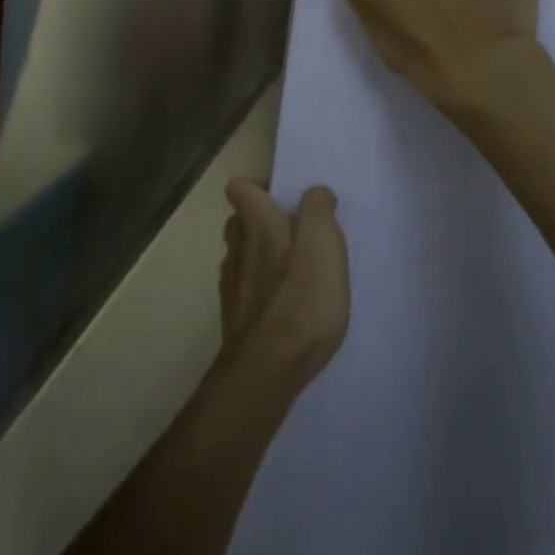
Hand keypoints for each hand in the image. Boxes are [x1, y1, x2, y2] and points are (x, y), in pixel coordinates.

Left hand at [219, 180, 349, 386]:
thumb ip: (318, 210)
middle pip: (239, 221)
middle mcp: (236, 246)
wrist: (269, 367)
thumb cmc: (302, 298)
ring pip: (240, 254)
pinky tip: (282, 305)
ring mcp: (231, 282)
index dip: (259, 189)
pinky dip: (259, 288)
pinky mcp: (233, 315)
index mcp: (257, 223)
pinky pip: (244, 287)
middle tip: (295, 235)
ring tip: (292, 272)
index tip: (284, 200)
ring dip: (260, 256)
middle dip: (261, 222)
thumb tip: (314, 193)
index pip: (240, 188)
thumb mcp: (324, 244)